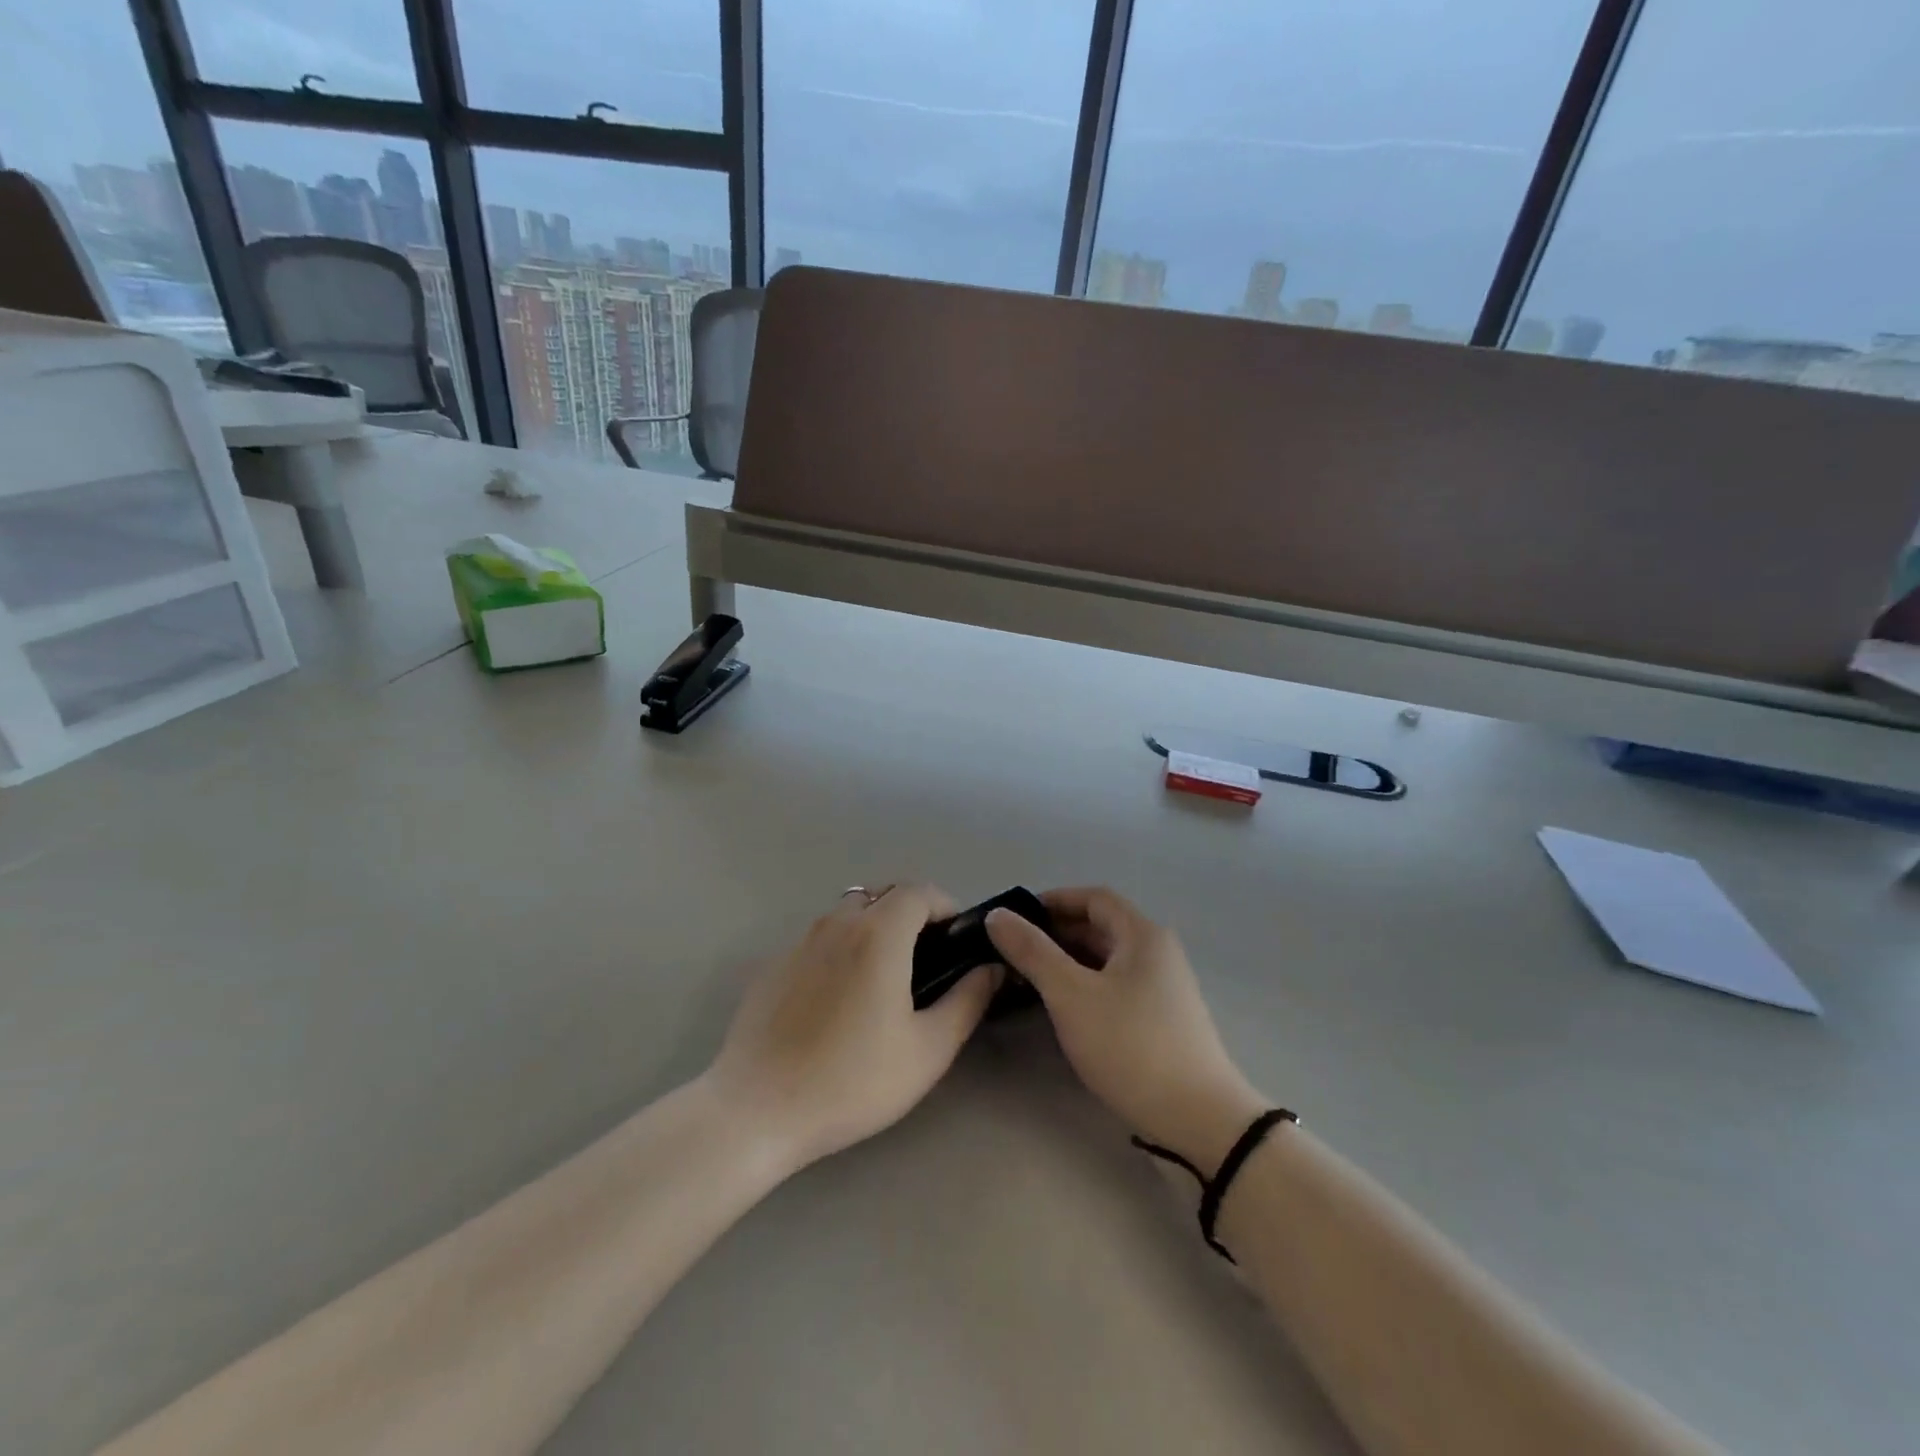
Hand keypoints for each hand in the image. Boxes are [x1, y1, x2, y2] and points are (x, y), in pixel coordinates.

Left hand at [705, 884, 1000, 1172]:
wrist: (757, 1110)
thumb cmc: (852, 1079)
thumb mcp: (927, 1049)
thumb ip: (968, 1001)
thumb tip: (991, 968)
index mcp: (877, 932)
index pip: (919, 890)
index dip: (945, 906)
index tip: (957, 940)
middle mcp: (836, 923)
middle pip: (882, 895)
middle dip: (911, 914)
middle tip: (926, 960)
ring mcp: (799, 941)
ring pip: (847, 914)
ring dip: (873, 928)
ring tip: (884, 979)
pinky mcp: (773, 965)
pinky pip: (818, 940)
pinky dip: (840, 949)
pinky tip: (838, 1001)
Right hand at [987, 888, 1264, 1173]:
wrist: (1200, 1119)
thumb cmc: (1131, 1046)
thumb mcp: (1071, 996)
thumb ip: (1032, 952)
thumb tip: (997, 915)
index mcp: (1142, 935)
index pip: (1094, 898)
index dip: (1054, 900)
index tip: (1016, 917)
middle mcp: (1157, 952)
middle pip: (1100, 927)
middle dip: (1056, 933)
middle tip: (1013, 951)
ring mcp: (1163, 986)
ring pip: (1107, 959)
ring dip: (1068, 961)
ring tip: (1029, 979)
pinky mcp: (1162, 1018)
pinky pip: (1116, 985)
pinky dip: (1086, 985)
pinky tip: (1063, 1007)